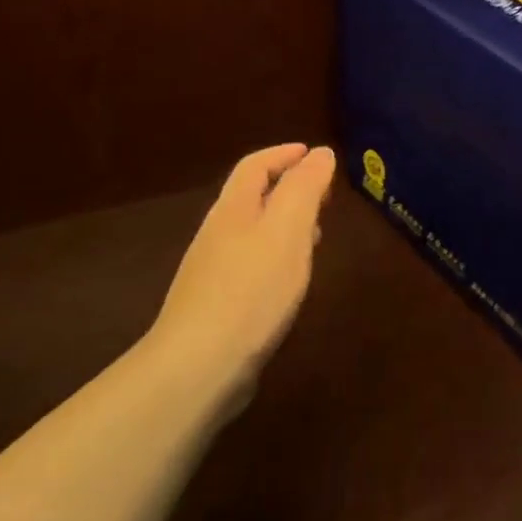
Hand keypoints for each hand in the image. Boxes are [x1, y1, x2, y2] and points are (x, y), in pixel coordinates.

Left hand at [143, 143, 336, 419]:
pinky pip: (252, 264)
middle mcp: (219, 234)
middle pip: (253, 197)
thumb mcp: (287, 229)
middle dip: (288, 187)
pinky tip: (291, 280)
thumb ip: (304, 188)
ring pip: (254, 232)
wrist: (198, 367)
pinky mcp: (218, 305)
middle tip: (324, 194)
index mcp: (233, 209)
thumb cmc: (251, 290)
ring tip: (317, 233)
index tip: (314, 153)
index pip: (255, 166)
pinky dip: (278, 256)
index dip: (284, 154)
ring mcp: (213, 272)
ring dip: (286, 223)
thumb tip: (319, 153)